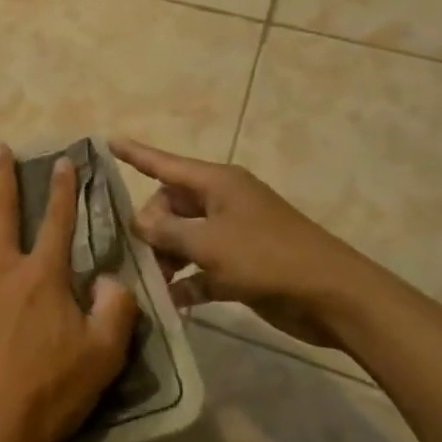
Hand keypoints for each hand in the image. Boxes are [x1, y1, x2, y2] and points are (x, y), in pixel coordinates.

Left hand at [0, 145, 138, 441]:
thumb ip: (116, 311)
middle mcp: (1, 267)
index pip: (58, 221)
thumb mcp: (103, 354)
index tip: (63, 160)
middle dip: (2, 176)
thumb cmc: (51, 388)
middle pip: (1, 211)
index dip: (63, 189)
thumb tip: (112, 279)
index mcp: (42, 275)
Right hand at [110, 138, 374, 350]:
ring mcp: (233, 234)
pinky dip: (187, 281)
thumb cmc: (268, 258)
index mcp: (217, 183)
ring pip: (184, 238)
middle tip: (141, 254)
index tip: (108, 140)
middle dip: (151, 227)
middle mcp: (222, 202)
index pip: (165, 163)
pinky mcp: (242, 266)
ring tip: (151, 282)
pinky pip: (202, 267)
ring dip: (167, 258)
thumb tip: (139, 223)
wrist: (333, 297)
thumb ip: (167, 232)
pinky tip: (170, 301)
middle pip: (171, 206)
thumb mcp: (209, 243)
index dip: (135, 153)